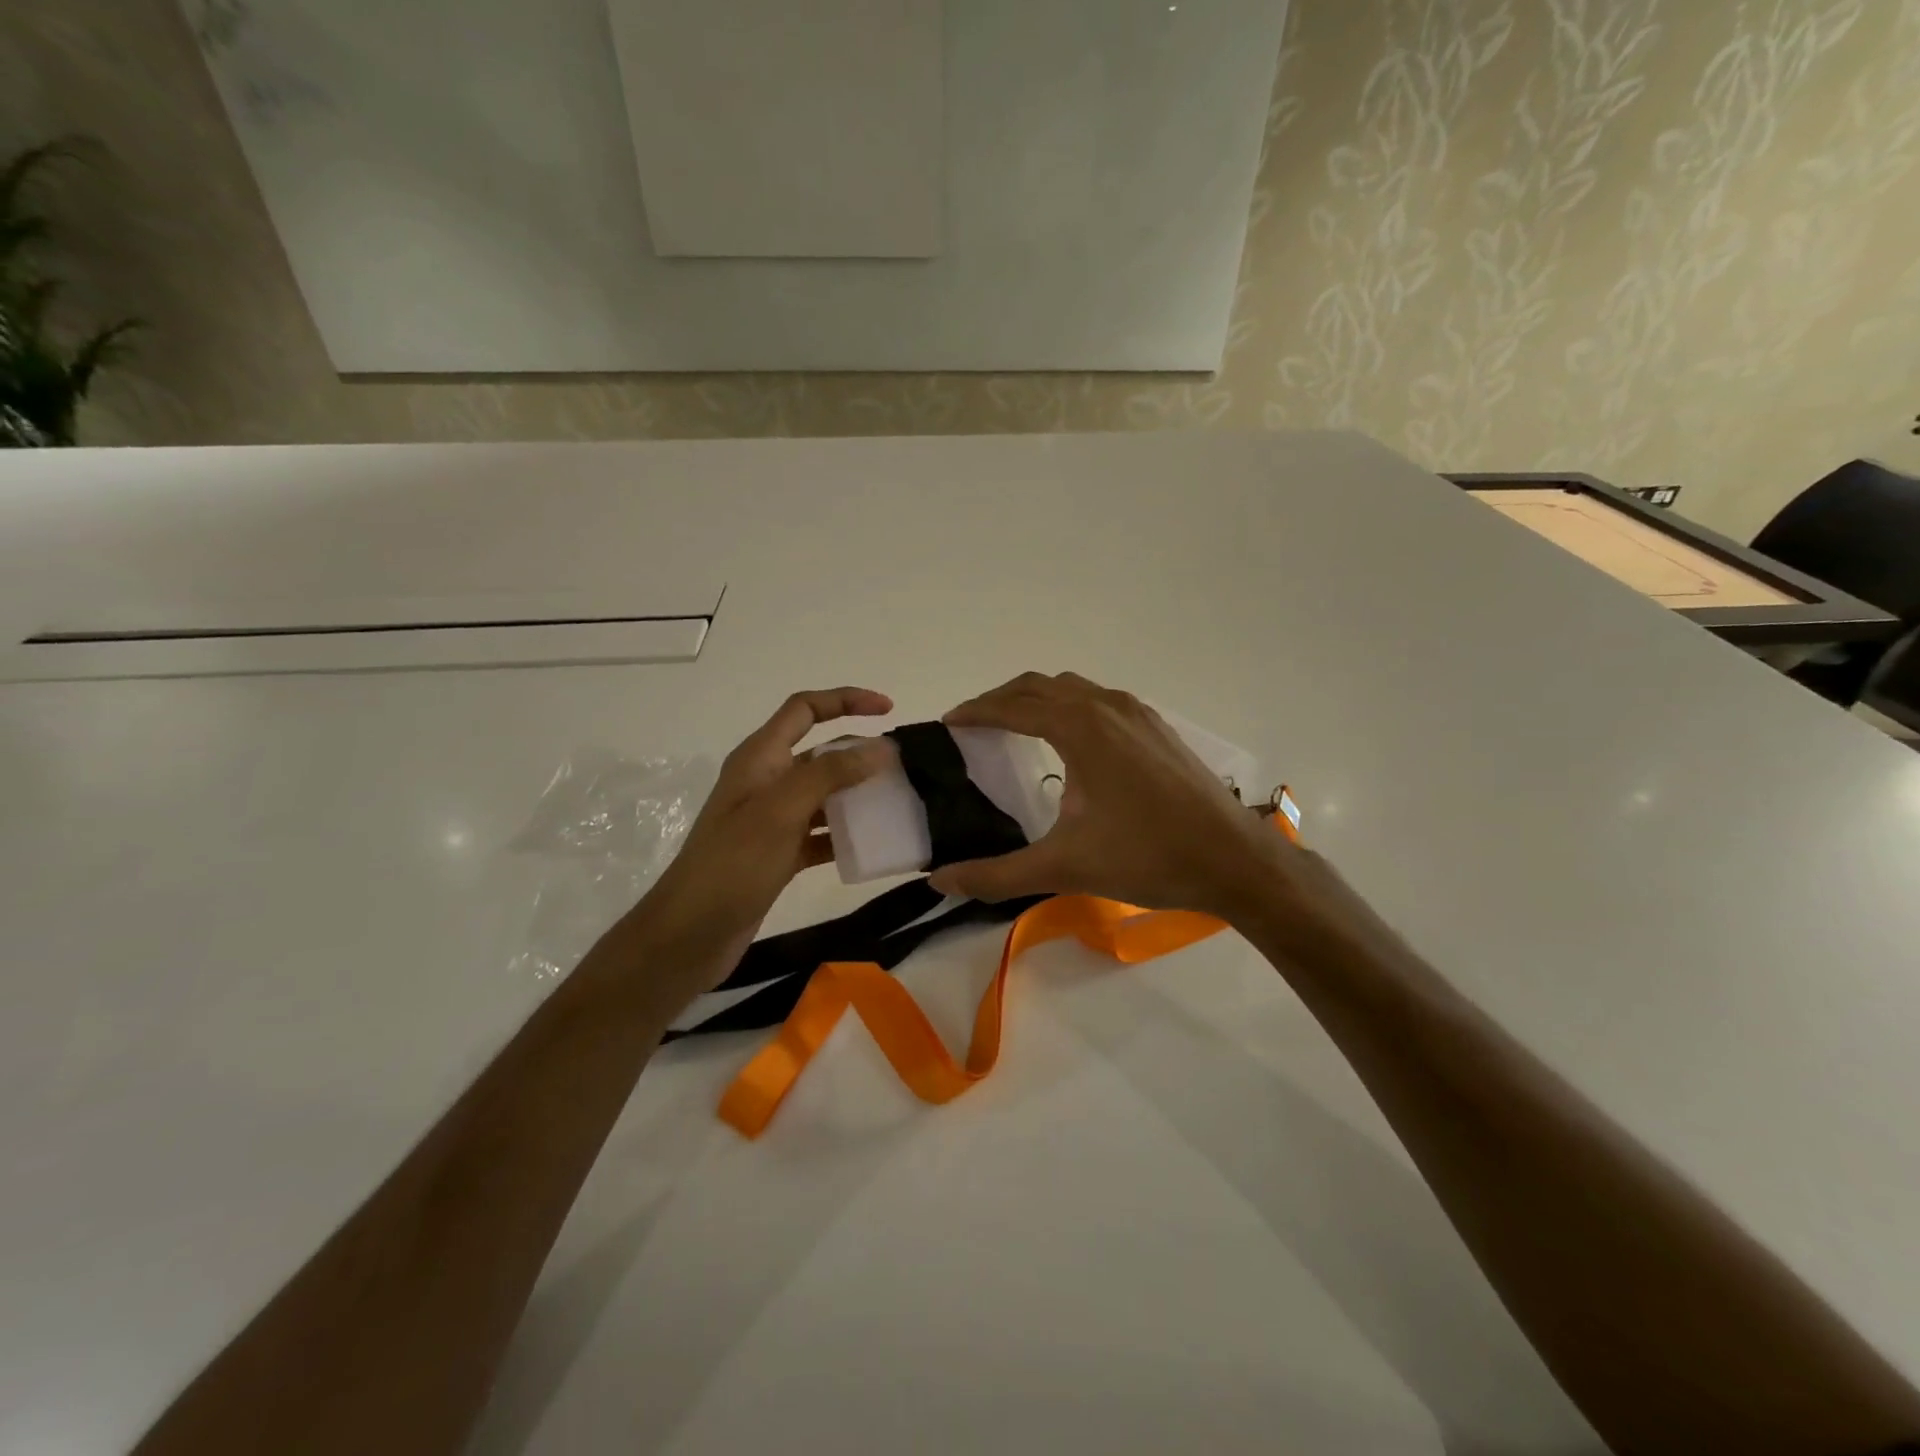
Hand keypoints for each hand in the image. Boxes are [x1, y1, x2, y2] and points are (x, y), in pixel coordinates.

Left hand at [632, 688, 893, 995]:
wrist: (689, 935)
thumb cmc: (732, 865)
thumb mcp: (782, 811)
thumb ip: (831, 774)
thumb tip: (882, 747)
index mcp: (760, 758)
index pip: (805, 709)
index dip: (846, 700)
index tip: (889, 709)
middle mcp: (766, 781)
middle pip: (820, 752)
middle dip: (860, 753)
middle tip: (904, 768)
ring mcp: (772, 819)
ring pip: (825, 794)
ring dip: (858, 794)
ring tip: (899, 802)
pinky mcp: (779, 853)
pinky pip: (821, 833)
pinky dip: (846, 834)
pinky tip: (874, 846)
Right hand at [926, 673, 1312, 926]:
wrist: (1234, 860)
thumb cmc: (1147, 857)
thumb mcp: (1063, 867)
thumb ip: (996, 875)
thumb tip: (940, 881)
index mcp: (1079, 728)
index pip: (1013, 706)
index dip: (976, 712)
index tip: (949, 723)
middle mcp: (1107, 707)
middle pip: (1040, 686)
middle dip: (1002, 699)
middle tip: (974, 724)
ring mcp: (1138, 714)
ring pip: (1074, 689)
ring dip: (1038, 699)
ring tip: (1015, 727)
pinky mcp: (1158, 729)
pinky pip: (1101, 701)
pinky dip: (1070, 707)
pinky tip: (1072, 742)